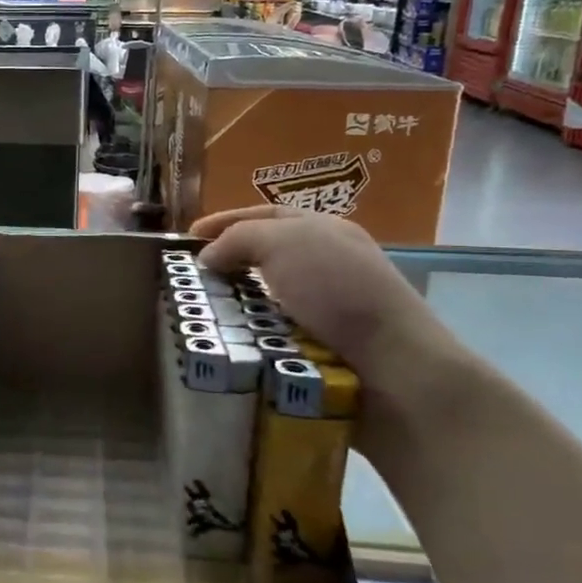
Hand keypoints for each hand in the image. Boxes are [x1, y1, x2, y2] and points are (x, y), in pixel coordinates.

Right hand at [191, 206, 454, 385]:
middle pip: (265, 256)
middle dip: (227, 264)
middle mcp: (328, 264)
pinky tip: (231, 344)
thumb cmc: (339, 291)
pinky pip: (274, 335)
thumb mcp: (284, 243)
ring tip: (201, 316)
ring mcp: (329, 309)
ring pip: (266, 299)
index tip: (187, 239)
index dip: (225, 221)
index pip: (264, 214)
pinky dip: (251, 336)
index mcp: (324, 230)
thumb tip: (208, 258)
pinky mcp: (325, 349)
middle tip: (190, 280)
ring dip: (235, 306)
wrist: (394, 368)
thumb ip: (239, 239)